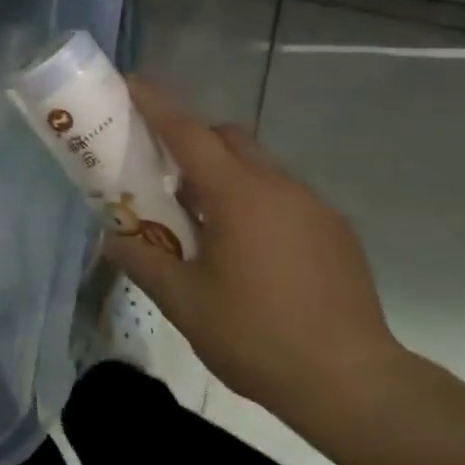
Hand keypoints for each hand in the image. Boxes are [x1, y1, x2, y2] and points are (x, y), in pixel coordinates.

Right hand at [101, 79, 404, 414]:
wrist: (351, 382)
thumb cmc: (256, 336)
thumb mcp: (184, 302)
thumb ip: (144, 261)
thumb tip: (113, 240)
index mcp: (238, 196)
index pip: (188, 133)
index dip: (156, 104)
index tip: (130, 83)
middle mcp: (278, 186)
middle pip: (228, 138)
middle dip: (192, 141)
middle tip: (163, 174)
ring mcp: (313, 207)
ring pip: (259, 167)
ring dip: (225, 176)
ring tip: (204, 224)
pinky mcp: (335, 230)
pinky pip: (284, 196)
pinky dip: (256, 202)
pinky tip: (249, 252)